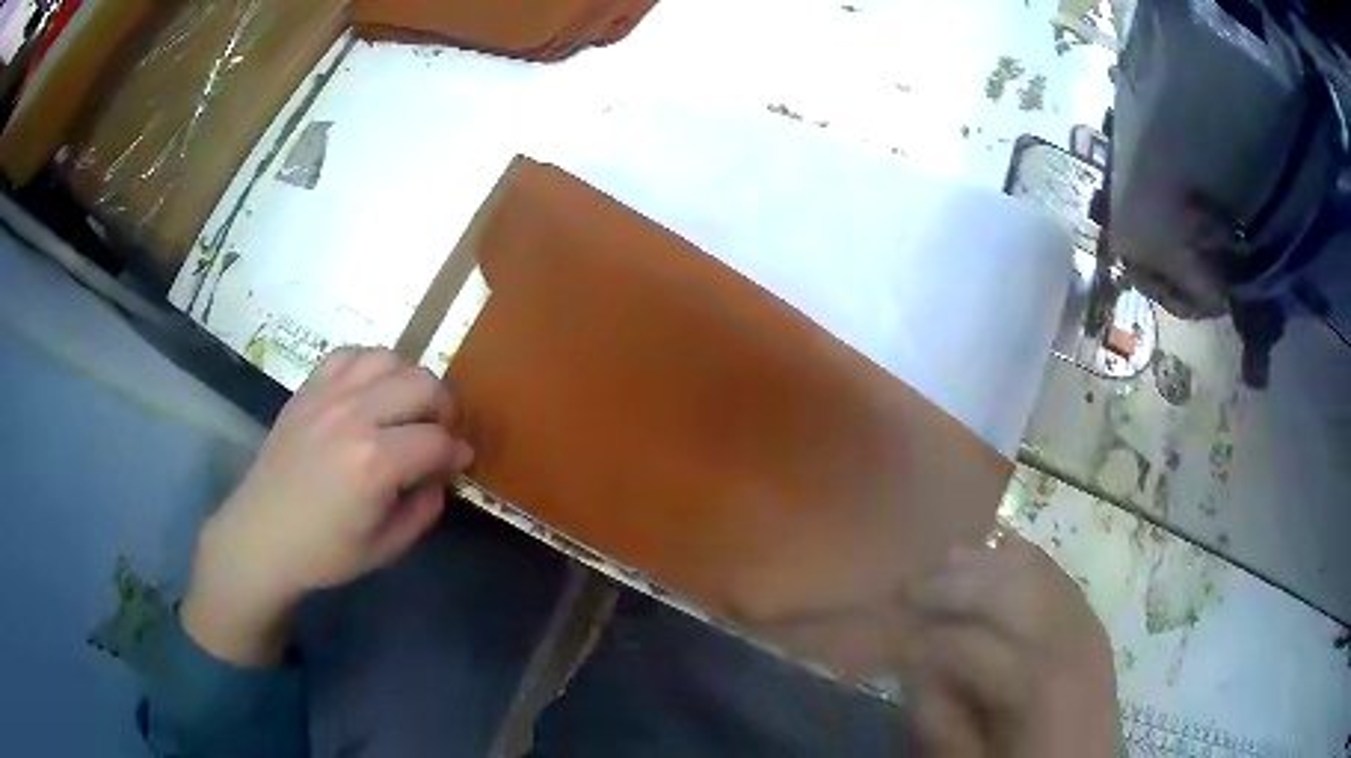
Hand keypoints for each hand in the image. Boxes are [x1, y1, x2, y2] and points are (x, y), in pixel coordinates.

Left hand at [182, 348, 473, 666]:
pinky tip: (371, 390)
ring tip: (407, 407)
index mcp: (374, 463)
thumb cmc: (325, 552)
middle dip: (443, 409)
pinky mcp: (308, 389)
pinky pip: (350, 354)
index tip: (460, 462)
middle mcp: (354, 417)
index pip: (438, 440)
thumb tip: (442, 474)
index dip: (457, 452)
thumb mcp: (388, 548)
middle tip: (438, 434)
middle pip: (422, 384)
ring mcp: (327, 396)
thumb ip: (426, 508)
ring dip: (409, 380)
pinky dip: (371, 365)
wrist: (262, 535)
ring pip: (389, 359)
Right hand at [906, 534, 1120, 756]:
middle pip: (1003, 588)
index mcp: (1034, 685)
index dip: (917, 638)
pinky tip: (998, 553)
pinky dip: (1023, 559)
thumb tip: (912, 667)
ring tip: (946, 563)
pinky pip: (1057, 574)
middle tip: (907, 589)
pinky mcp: (1092, 621)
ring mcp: (1086, 624)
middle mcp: (1066, 640)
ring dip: (986, 562)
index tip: (882, 637)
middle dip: (950, 583)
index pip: (964, 643)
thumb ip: (938, 718)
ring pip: (1033, 569)